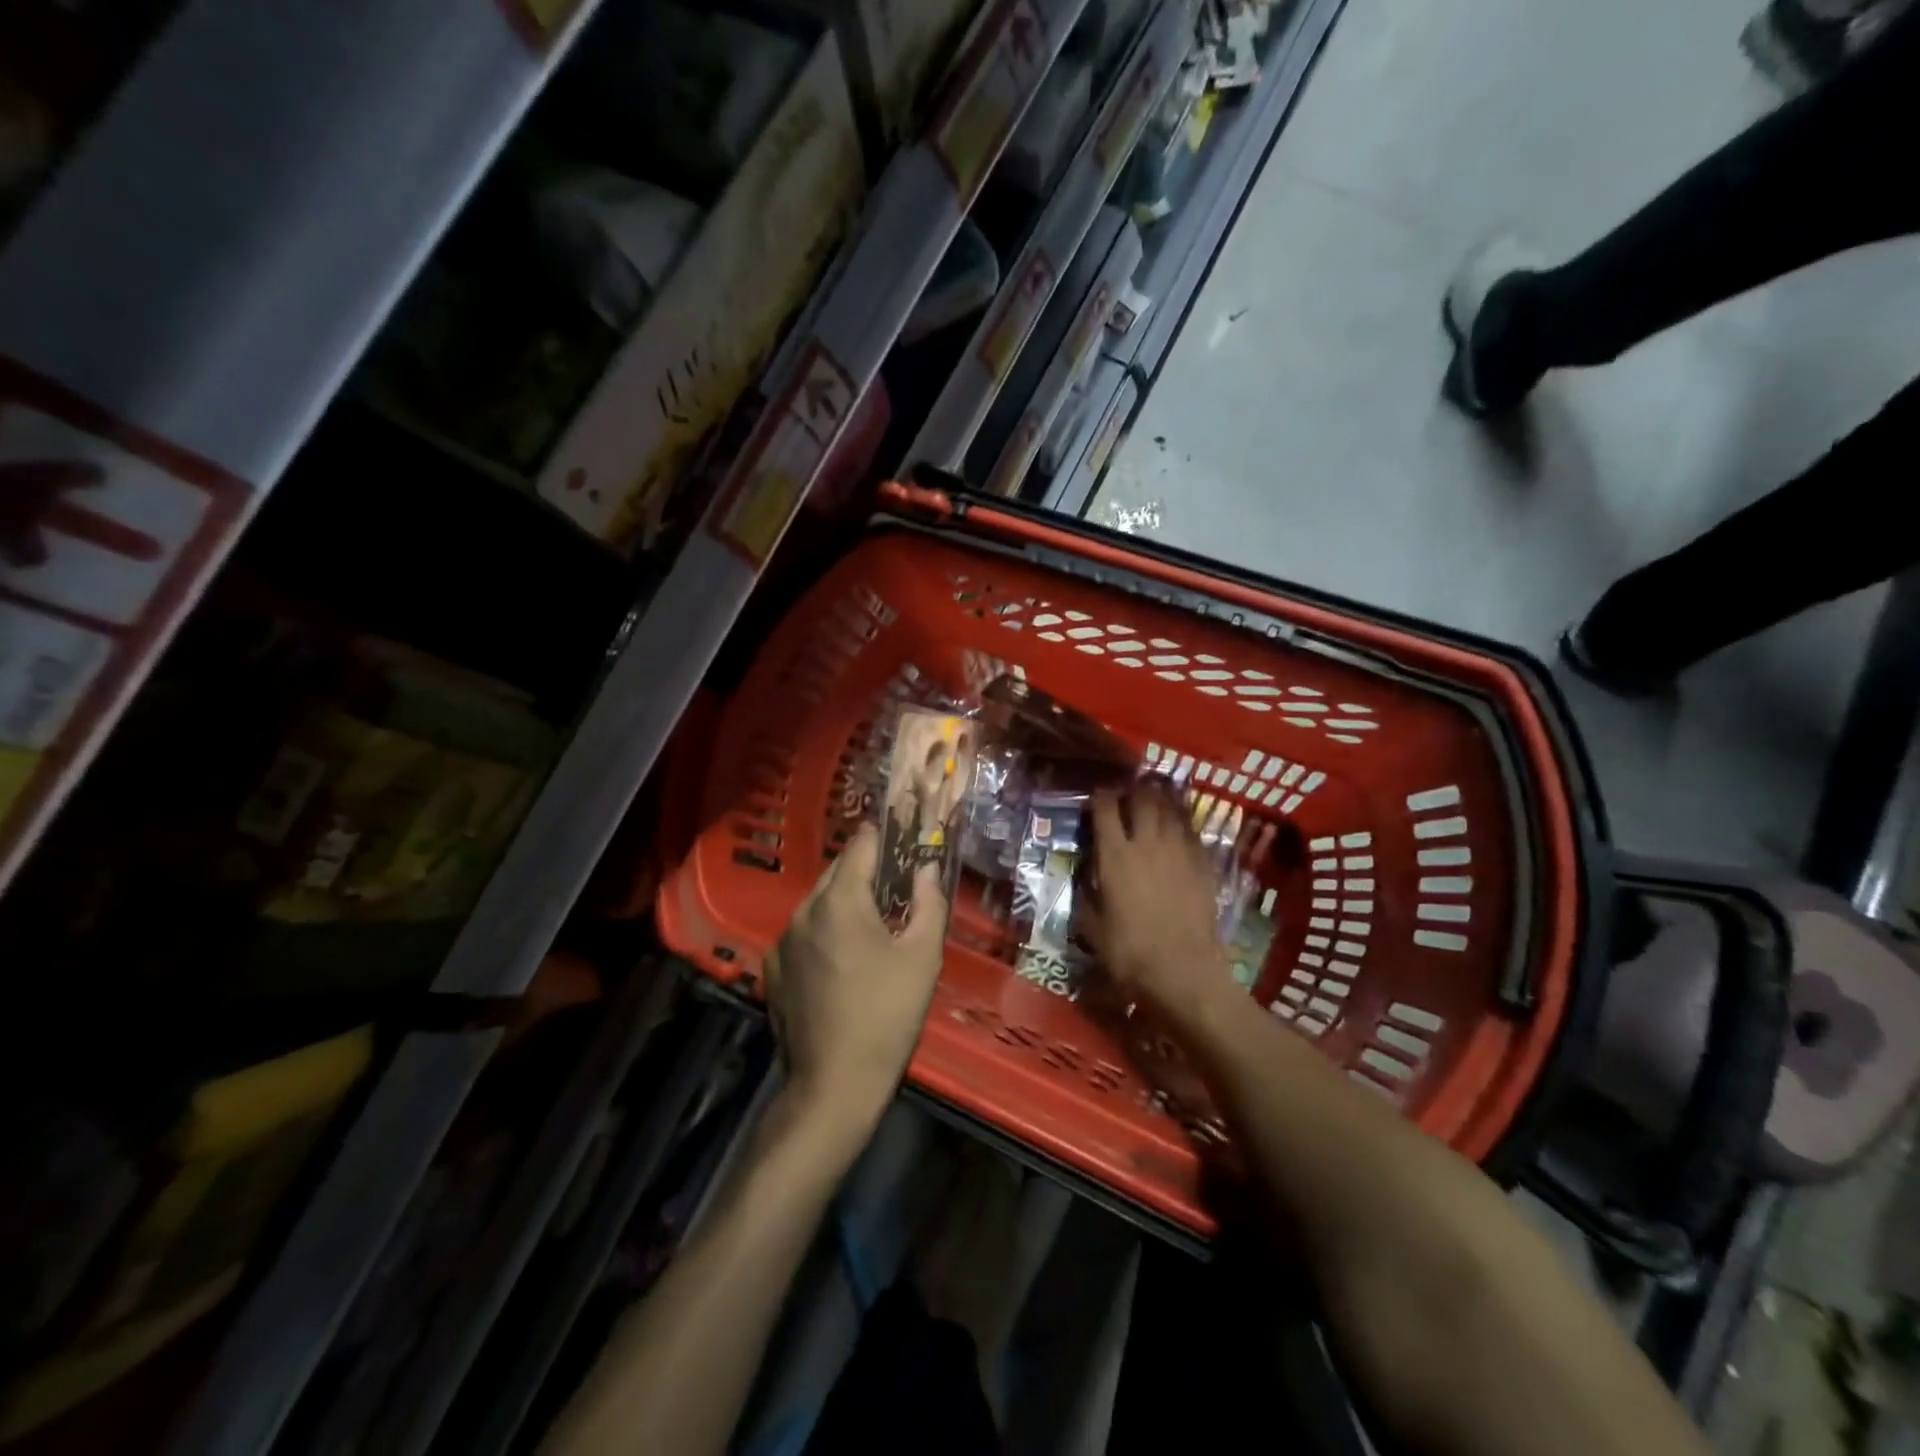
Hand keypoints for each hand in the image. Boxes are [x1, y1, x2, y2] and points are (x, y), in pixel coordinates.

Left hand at [765, 824, 949, 1140]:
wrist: (834, 1084)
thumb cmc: (888, 1014)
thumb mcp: (923, 956)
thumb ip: (928, 902)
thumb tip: (929, 867)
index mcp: (840, 901)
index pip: (861, 846)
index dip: (884, 834)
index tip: (903, 831)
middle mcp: (803, 911)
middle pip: (837, 872)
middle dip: (866, 869)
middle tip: (896, 879)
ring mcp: (782, 941)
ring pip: (818, 902)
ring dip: (845, 900)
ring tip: (874, 919)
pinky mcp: (773, 970)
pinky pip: (803, 933)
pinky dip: (825, 931)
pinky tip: (844, 957)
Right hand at [1085, 782, 1233, 1020]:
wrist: (1184, 972)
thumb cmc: (1130, 954)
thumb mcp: (1092, 928)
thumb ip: (1086, 897)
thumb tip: (1085, 879)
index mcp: (1115, 856)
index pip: (1105, 808)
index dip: (1100, 796)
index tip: (1097, 796)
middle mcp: (1147, 843)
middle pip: (1143, 798)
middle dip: (1133, 789)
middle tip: (1128, 793)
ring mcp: (1179, 851)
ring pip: (1171, 808)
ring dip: (1160, 799)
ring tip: (1154, 799)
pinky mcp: (1204, 864)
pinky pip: (1191, 831)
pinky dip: (1182, 822)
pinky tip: (1178, 828)